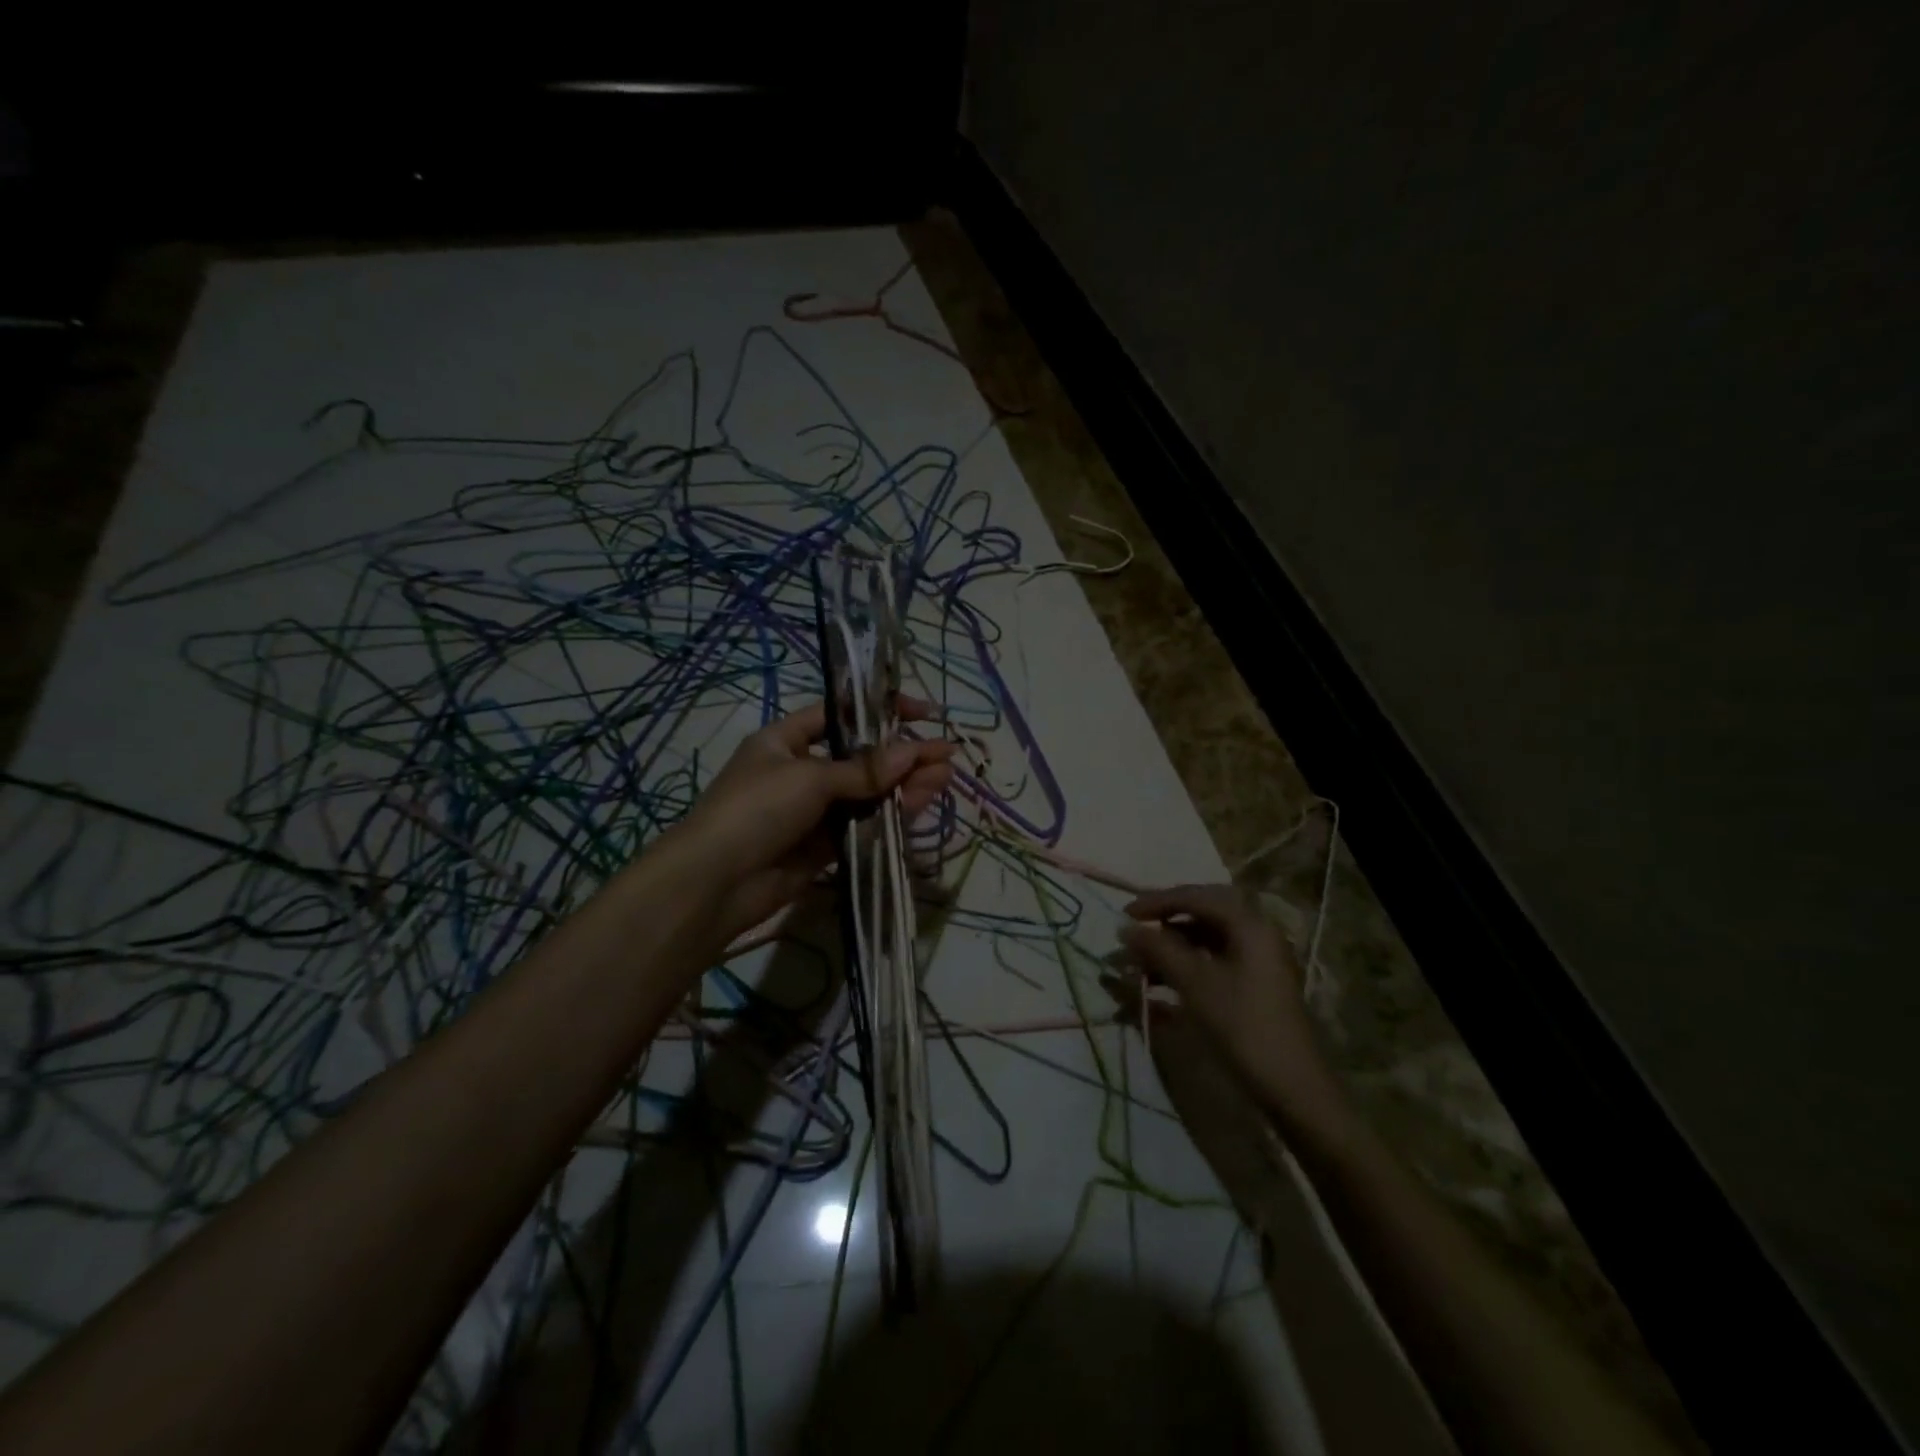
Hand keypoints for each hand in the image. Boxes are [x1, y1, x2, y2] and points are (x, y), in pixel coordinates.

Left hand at [664, 698, 956, 945]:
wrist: (716, 883)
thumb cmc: (756, 809)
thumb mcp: (809, 778)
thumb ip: (863, 769)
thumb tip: (914, 753)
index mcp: (786, 740)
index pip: (840, 715)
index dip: (880, 712)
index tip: (922, 714)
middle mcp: (801, 771)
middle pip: (862, 758)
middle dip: (903, 756)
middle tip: (945, 758)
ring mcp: (813, 811)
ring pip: (867, 793)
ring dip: (904, 786)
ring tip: (944, 780)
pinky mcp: (823, 846)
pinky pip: (863, 824)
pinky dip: (890, 816)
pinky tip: (919, 807)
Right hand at [1119, 884, 1344, 1128]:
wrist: (1292, 1087)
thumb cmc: (1243, 1026)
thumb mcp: (1195, 984)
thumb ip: (1158, 950)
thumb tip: (1125, 928)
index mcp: (1249, 924)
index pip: (1196, 896)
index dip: (1156, 902)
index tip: (1123, 915)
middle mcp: (1256, 933)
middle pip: (1202, 913)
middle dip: (1163, 921)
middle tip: (1133, 931)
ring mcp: (1257, 960)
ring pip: (1205, 938)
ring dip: (1171, 946)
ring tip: (1138, 963)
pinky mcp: (1253, 984)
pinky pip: (1212, 961)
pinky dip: (1184, 966)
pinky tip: (1159, 983)